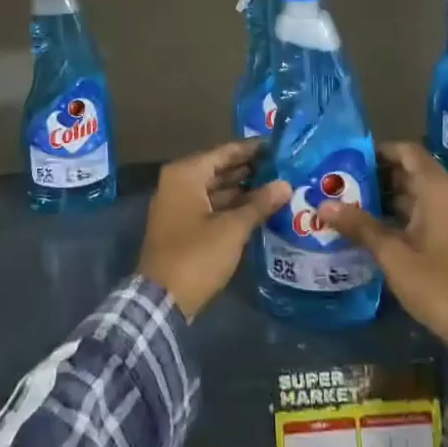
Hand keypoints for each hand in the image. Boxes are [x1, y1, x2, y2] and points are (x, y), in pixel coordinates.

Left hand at [137, 139, 289, 319]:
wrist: (162, 300)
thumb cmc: (197, 255)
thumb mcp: (232, 229)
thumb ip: (259, 204)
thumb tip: (286, 185)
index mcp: (185, 174)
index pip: (224, 152)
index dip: (251, 149)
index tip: (277, 146)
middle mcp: (178, 183)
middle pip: (218, 169)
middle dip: (249, 170)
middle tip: (283, 168)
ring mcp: (177, 205)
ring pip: (215, 189)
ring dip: (242, 190)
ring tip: (277, 187)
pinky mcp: (181, 226)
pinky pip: (210, 207)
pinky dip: (231, 206)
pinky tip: (257, 210)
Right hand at [317, 141, 447, 356]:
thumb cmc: (436, 282)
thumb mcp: (392, 254)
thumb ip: (359, 226)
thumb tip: (324, 205)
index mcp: (438, 189)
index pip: (407, 151)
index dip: (379, 150)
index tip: (349, 159)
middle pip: (411, 171)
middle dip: (377, 175)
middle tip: (342, 183)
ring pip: (416, 194)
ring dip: (387, 197)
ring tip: (350, 204)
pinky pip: (424, 212)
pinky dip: (400, 214)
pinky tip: (374, 228)